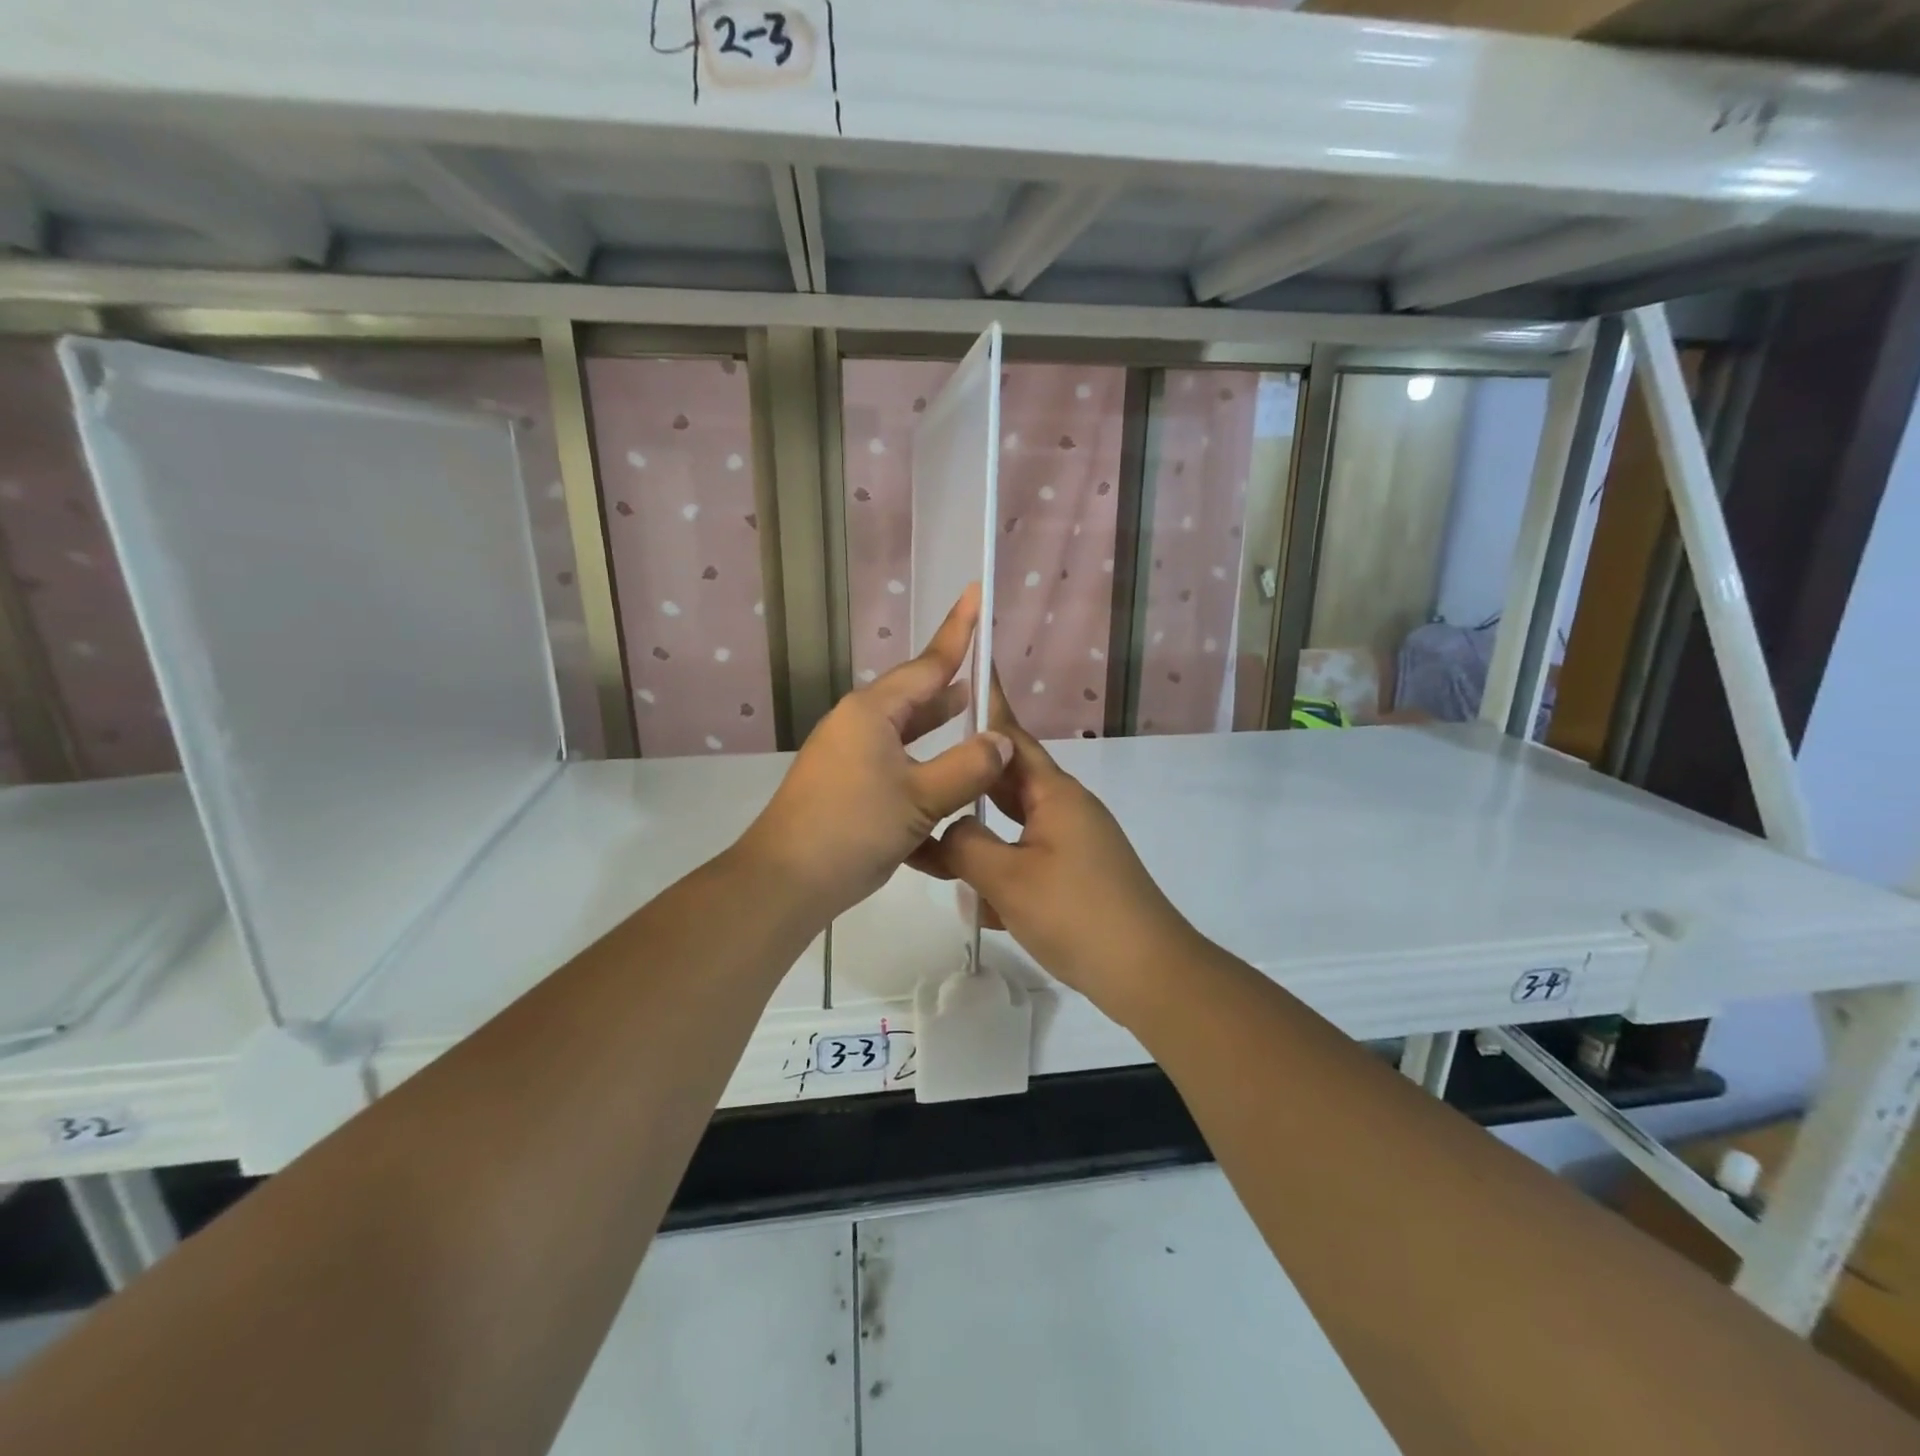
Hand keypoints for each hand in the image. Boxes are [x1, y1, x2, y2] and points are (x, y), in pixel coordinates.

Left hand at [737, 585, 1012, 922]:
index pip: (929, 664)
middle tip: (989, 679)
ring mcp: (849, 758)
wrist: (784, 882)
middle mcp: (858, 726)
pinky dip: (922, 777)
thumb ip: (968, 767)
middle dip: (952, 691)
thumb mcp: (921, 797)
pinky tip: (947, 800)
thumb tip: (1001, 742)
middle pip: (916, 699)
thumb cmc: (853, 828)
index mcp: (873, 712)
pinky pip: (895, 771)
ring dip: (940, 736)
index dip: (959, 632)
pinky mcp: (846, 790)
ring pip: (907, 738)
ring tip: (976, 728)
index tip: (976, 593)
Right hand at [911, 687, 1202, 1022]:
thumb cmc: (1077, 915)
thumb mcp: (1008, 879)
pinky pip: (1026, 858)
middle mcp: (1066, 809)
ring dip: (979, 833)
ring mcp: (1074, 844)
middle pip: (1007, 781)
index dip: (987, 707)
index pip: (1011, 738)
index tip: (965, 675)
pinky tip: (975, 900)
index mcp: (1055, 794)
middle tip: (922, 773)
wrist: (1147, 972)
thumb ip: (966, 845)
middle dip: (967, 780)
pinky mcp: (1076, 876)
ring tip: (934, 841)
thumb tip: (950, 830)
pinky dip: (1000, 870)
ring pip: (1014, 825)